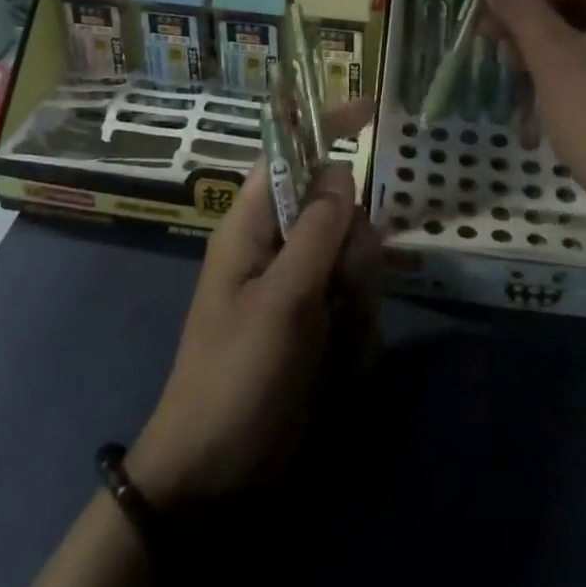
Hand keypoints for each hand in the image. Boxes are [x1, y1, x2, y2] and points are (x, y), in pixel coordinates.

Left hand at [127, 101, 380, 509]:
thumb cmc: (237, 375)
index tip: (369, 111)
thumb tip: (342, 170)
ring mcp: (301, 287)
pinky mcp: (318, 324)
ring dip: (358, 299)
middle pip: (339, 211)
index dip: (323, 127)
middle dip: (354, 249)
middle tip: (342, 290)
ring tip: (335, 340)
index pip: (288, 154)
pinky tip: (338, 370)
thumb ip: (316, 231)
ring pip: (356, 260)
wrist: (217, 475)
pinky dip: (356, 335)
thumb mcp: (282, 300)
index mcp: (252, 225)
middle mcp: (278, 246)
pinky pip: (358, 306)